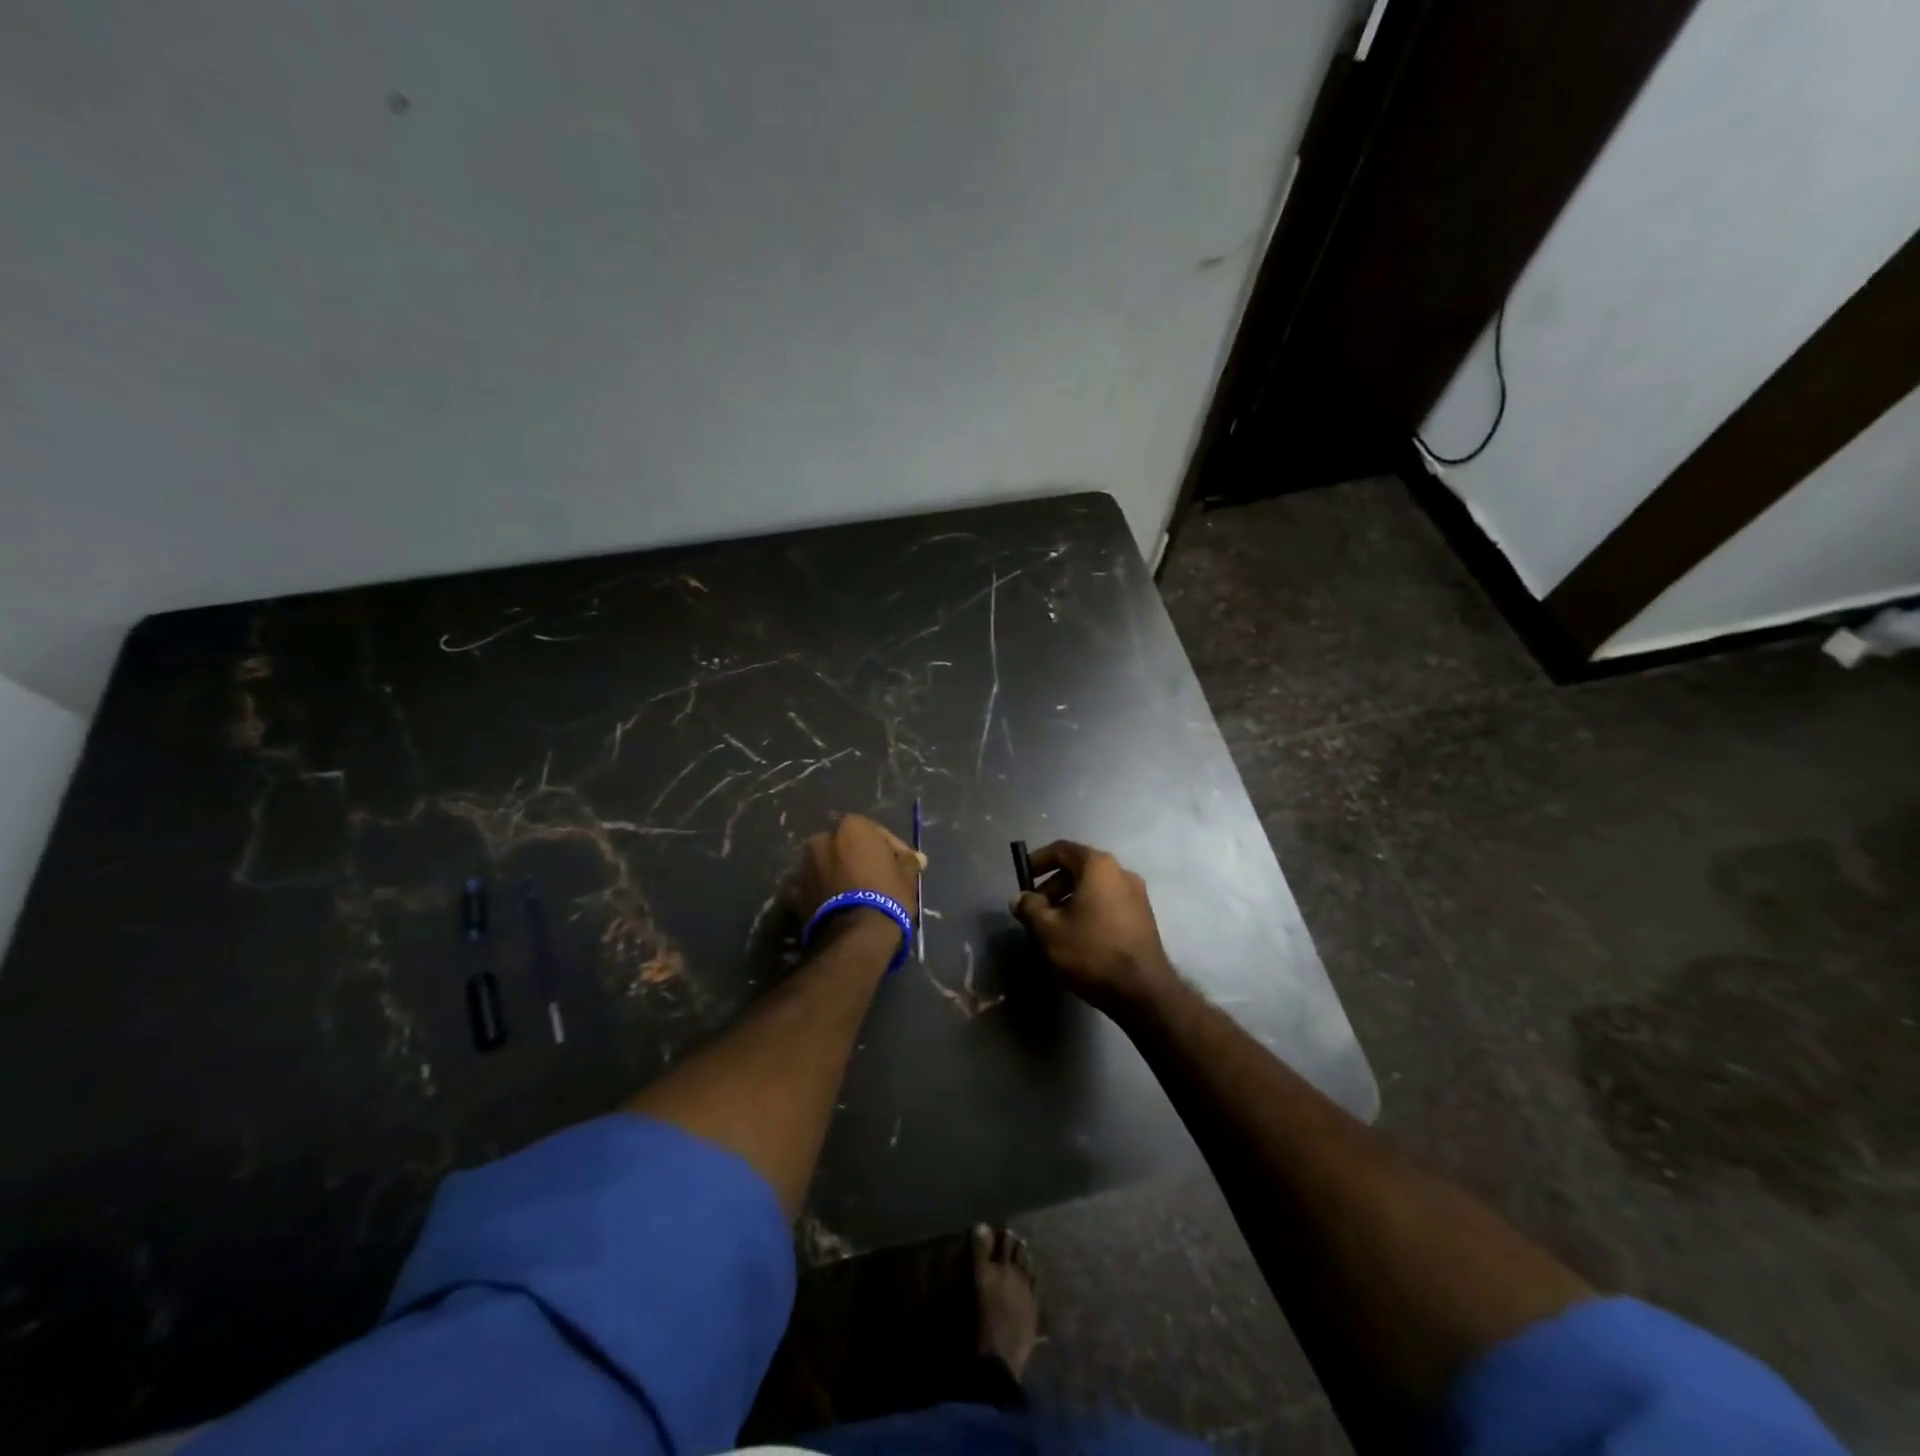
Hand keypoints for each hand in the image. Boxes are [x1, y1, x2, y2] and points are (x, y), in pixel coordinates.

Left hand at [791, 813, 923, 925]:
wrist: (856, 935)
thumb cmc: (887, 895)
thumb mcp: (907, 876)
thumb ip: (908, 861)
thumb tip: (915, 859)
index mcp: (851, 827)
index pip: (877, 834)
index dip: (892, 850)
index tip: (903, 866)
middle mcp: (822, 839)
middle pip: (847, 847)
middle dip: (860, 859)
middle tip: (878, 878)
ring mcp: (804, 865)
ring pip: (828, 866)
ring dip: (840, 875)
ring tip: (858, 895)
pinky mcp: (794, 893)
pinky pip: (814, 887)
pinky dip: (824, 893)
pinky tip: (839, 907)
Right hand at [1011, 841, 1176, 1013]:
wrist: (1143, 991)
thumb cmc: (1091, 951)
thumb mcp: (1049, 930)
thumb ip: (1029, 908)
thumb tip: (1020, 898)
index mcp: (1098, 866)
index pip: (1062, 849)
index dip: (1038, 861)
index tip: (1022, 879)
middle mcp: (1121, 872)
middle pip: (1079, 868)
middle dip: (1052, 885)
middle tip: (1035, 910)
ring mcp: (1137, 895)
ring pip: (1094, 888)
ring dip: (1069, 900)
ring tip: (1053, 927)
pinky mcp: (1144, 917)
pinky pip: (1108, 903)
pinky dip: (1088, 910)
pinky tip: (1077, 937)